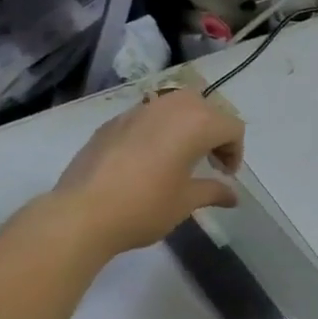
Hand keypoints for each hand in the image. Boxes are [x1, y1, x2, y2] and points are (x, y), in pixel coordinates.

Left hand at [52, 91, 243, 253]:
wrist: (82, 213)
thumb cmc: (145, 207)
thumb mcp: (186, 202)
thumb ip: (213, 191)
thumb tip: (232, 195)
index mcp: (195, 123)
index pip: (231, 126)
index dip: (235, 151)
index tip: (225, 175)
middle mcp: (169, 107)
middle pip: (205, 107)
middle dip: (213, 131)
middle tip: (209, 161)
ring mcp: (138, 110)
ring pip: (174, 105)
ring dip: (186, 126)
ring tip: (180, 157)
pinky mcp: (113, 121)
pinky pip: (147, 116)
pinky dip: (159, 130)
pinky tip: (148, 160)